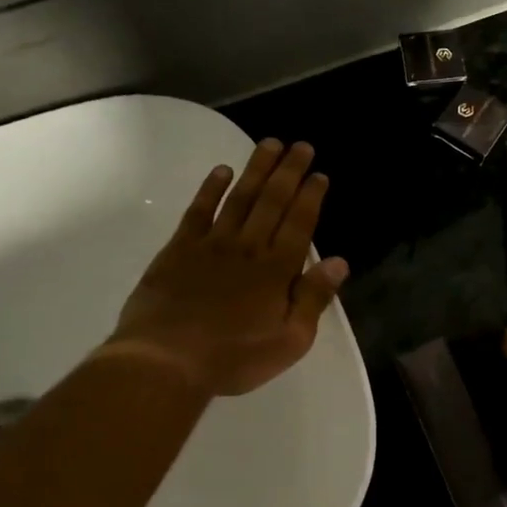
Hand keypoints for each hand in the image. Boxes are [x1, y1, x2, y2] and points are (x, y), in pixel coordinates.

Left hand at [106, 139, 348, 396]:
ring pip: (240, 197)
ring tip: (269, 145)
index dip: (311, 196)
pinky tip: (221, 171)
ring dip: (256, 169)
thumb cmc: (234, 358)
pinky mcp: (179, 249)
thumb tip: (339, 262)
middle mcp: (249, 247)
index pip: (300, 222)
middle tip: (300, 145)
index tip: (319, 173)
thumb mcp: (290, 341)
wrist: (166, 361)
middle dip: (289, 171)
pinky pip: (198, 211)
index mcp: (277, 270)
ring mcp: (212, 244)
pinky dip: (210, 189)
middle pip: (272, 200)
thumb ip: (314, 299)